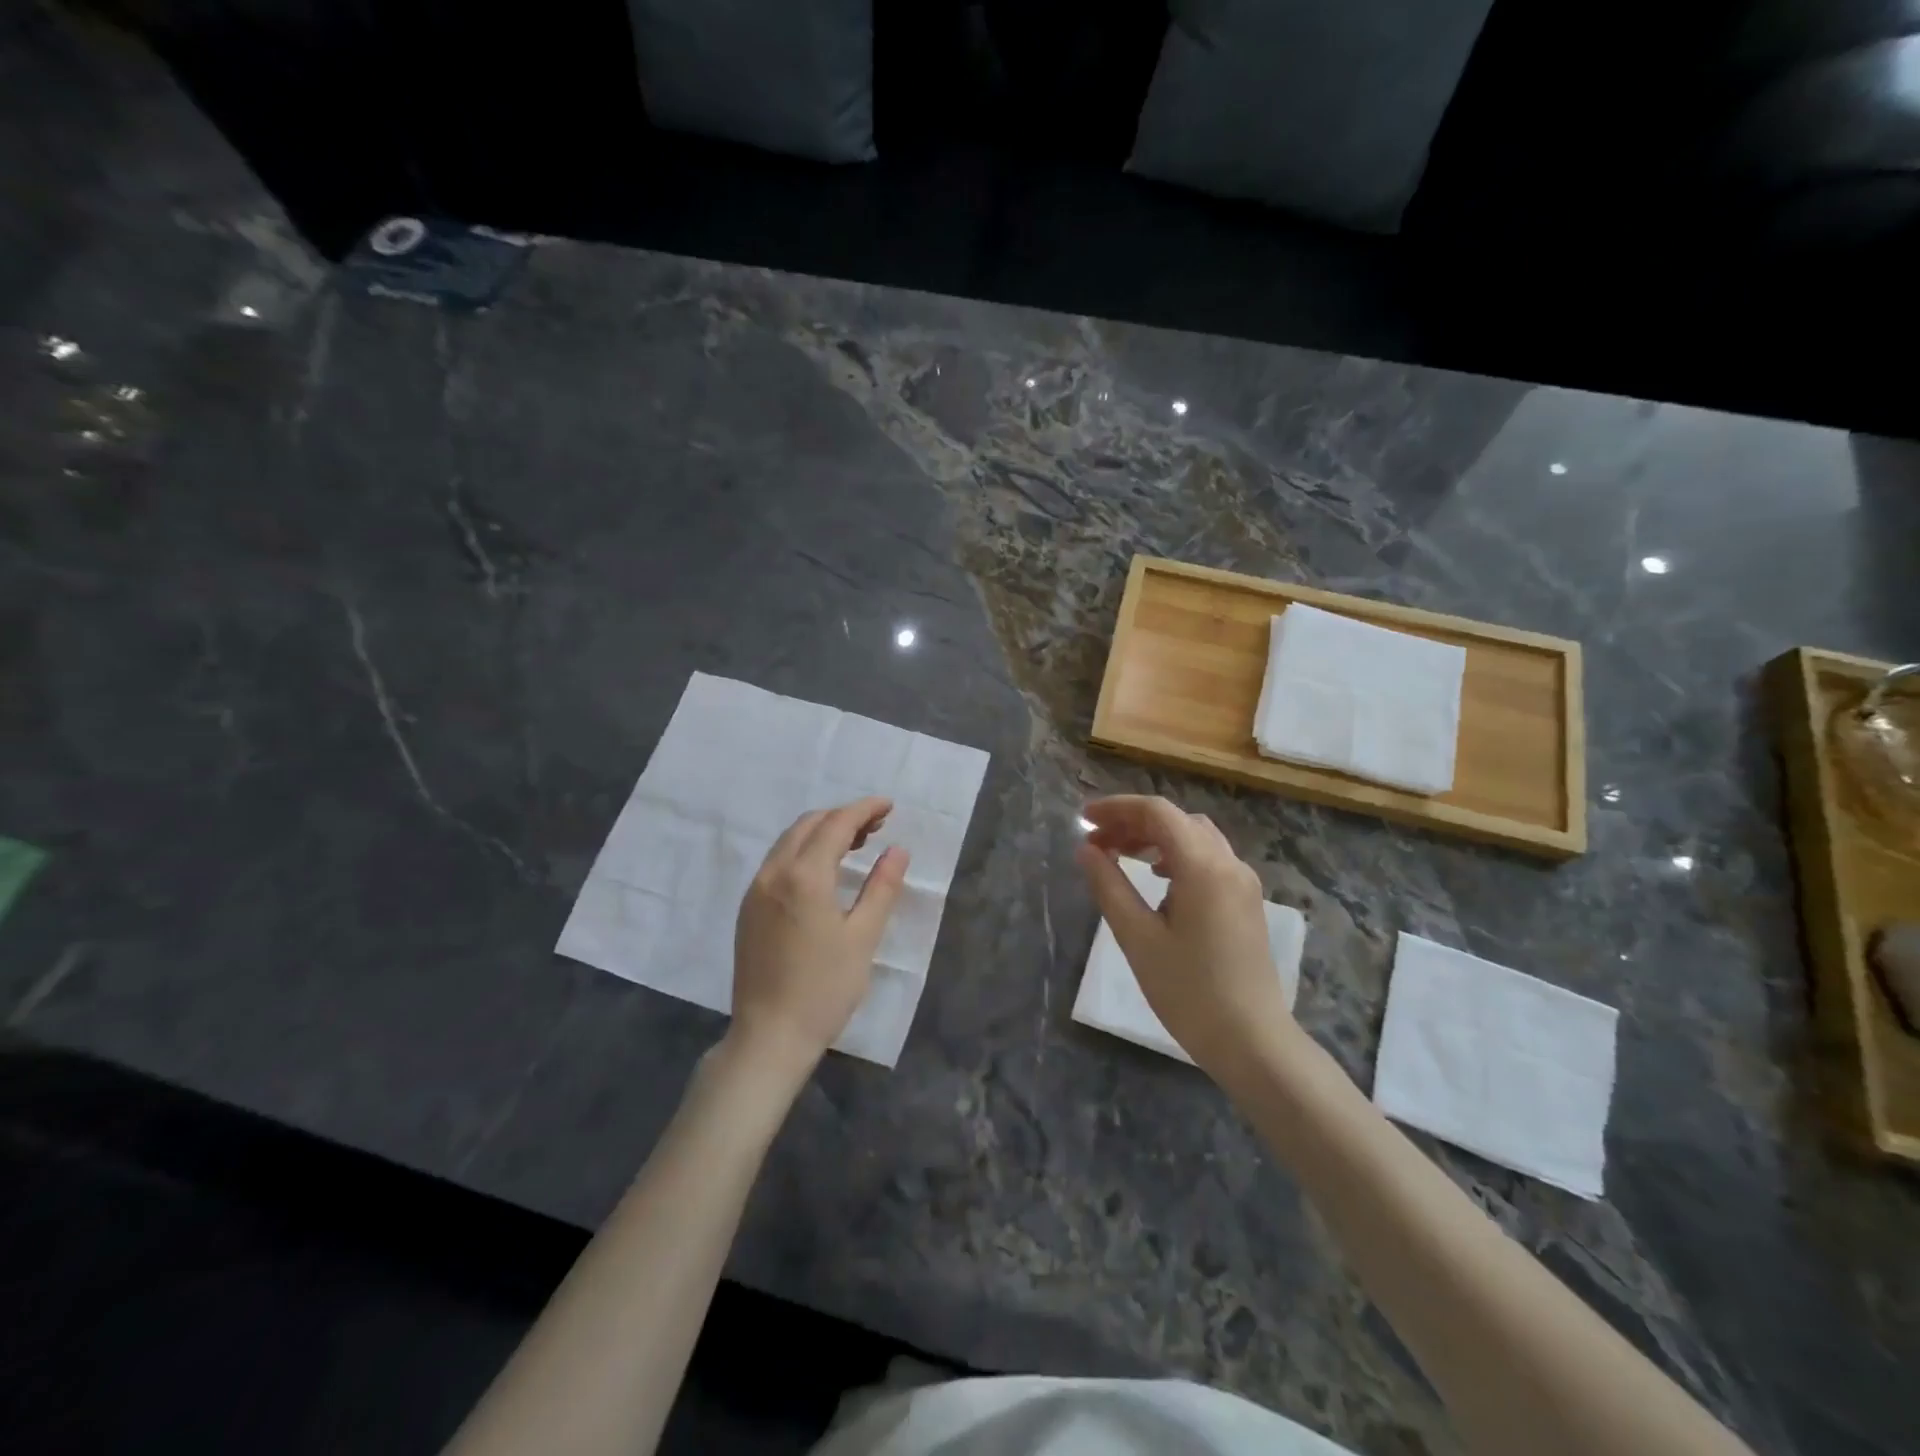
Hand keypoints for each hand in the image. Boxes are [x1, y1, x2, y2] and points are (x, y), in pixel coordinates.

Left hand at [730, 796, 908, 1074]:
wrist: (769, 1036)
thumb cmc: (824, 989)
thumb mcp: (863, 938)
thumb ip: (881, 888)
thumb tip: (897, 850)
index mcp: (804, 877)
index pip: (836, 825)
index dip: (864, 809)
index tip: (889, 806)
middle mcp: (773, 873)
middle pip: (809, 824)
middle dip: (843, 817)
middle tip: (877, 827)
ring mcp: (755, 890)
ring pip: (789, 841)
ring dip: (822, 832)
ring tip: (855, 844)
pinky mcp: (748, 908)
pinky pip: (777, 861)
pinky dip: (804, 851)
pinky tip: (824, 871)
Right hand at [1075, 794, 1294, 1075]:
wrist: (1252, 1041)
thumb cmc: (1188, 991)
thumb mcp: (1138, 937)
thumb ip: (1109, 886)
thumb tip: (1086, 850)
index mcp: (1203, 866)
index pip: (1157, 812)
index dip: (1117, 807)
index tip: (1084, 819)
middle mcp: (1229, 863)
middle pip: (1177, 820)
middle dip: (1133, 822)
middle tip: (1096, 841)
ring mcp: (1243, 882)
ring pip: (1194, 837)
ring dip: (1155, 837)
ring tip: (1120, 854)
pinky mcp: (1246, 901)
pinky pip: (1208, 858)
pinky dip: (1176, 854)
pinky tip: (1156, 877)